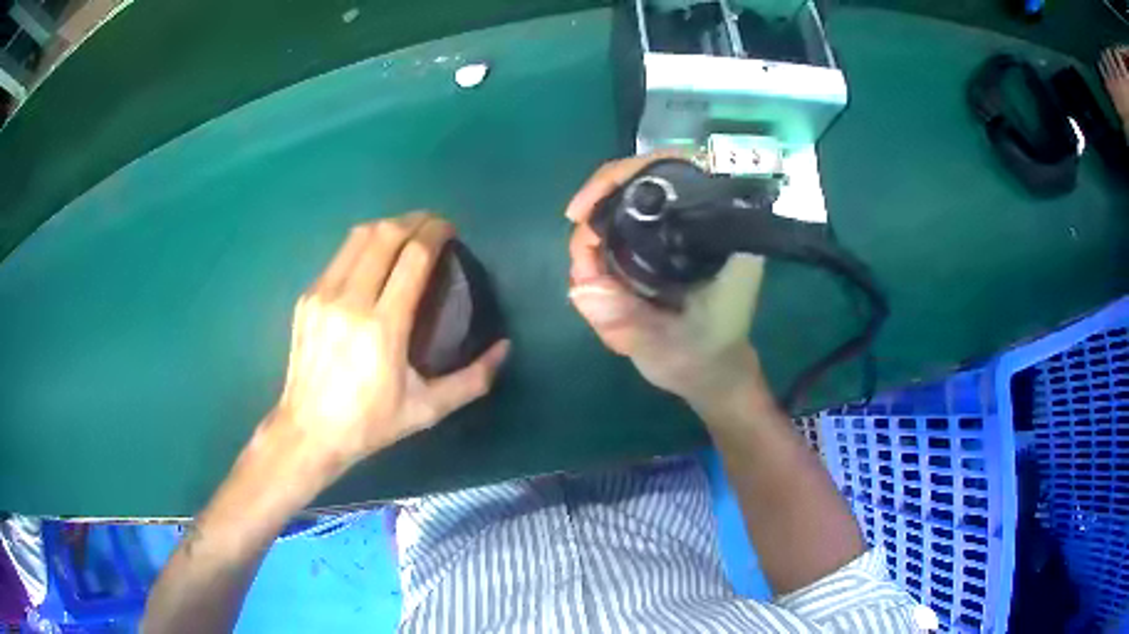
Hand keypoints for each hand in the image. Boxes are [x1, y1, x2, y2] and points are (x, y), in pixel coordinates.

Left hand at [270, 213, 508, 471]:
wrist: (308, 431)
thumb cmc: (370, 423)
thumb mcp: (428, 409)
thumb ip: (472, 379)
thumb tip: (504, 347)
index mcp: (382, 328)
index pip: (413, 257)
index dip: (435, 233)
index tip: (450, 229)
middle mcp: (350, 301)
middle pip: (385, 235)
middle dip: (414, 221)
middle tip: (433, 226)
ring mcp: (323, 296)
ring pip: (358, 237)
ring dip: (387, 226)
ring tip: (406, 234)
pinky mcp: (307, 298)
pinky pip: (340, 256)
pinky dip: (363, 246)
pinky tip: (373, 260)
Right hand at [566, 155, 768, 410]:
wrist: (712, 373)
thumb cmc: (703, 358)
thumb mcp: (669, 347)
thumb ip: (630, 323)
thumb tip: (581, 289)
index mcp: (722, 233)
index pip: (678, 170)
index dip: (625, 176)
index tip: (586, 211)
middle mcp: (704, 219)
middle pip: (641, 183)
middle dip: (598, 213)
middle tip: (581, 259)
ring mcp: (684, 229)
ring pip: (627, 205)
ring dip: (597, 235)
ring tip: (586, 277)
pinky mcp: (669, 242)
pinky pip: (627, 226)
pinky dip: (603, 245)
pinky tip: (595, 276)